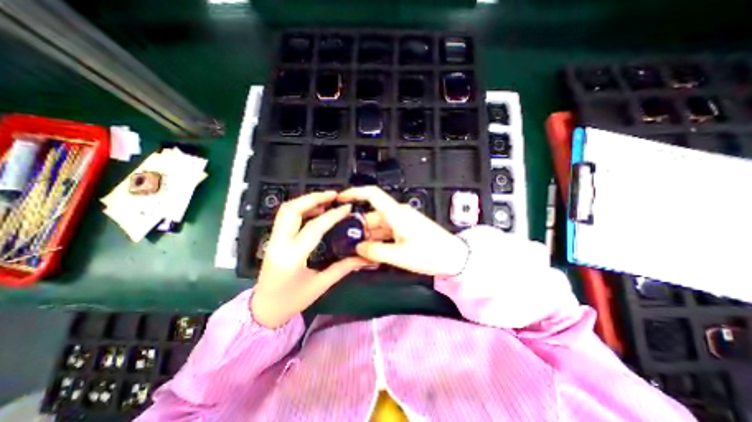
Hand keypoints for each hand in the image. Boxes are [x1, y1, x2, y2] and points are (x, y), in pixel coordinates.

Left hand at [253, 191, 369, 328]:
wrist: (263, 310)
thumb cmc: (292, 301)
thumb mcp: (320, 285)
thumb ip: (343, 268)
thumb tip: (363, 257)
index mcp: (292, 257)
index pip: (314, 228)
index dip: (333, 215)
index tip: (347, 208)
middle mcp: (278, 244)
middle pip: (291, 210)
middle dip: (313, 198)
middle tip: (333, 195)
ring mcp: (272, 240)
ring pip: (286, 210)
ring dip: (306, 200)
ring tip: (326, 199)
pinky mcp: (273, 240)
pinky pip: (286, 217)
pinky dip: (301, 209)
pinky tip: (315, 211)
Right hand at [336, 187, 467, 278]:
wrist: (455, 258)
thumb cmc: (430, 254)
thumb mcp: (399, 255)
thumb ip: (375, 251)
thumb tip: (358, 248)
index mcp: (396, 213)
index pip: (372, 194)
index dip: (354, 193)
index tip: (340, 198)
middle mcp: (398, 214)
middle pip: (372, 216)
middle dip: (359, 228)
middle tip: (347, 243)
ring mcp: (402, 222)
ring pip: (379, 226)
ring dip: (369, 237)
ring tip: (359, 253)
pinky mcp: (406, 229)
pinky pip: (387, 232)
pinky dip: (379, 241)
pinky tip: (373, 253)